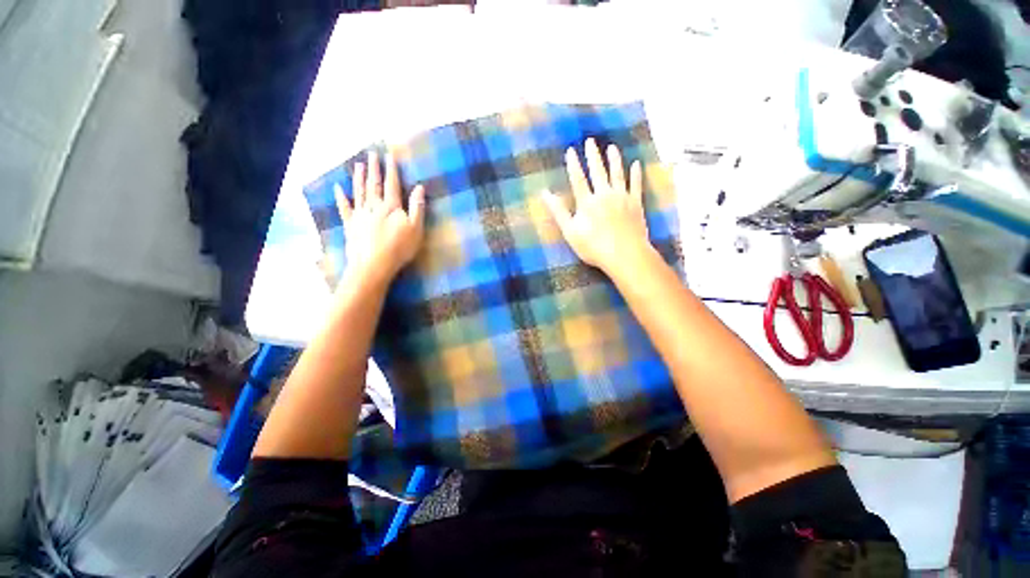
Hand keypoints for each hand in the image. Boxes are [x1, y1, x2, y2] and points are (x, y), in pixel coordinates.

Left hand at [335, 150, 425, 285]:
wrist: (374, 264)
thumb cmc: (399, 247)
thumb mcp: (416, 228)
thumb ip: (417, 207)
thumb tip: (419, 187)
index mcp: (391, 206)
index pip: (392, 184)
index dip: (391, 169)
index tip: (389, 155)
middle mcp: (374, 206)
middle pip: (374, 184)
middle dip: (374, 168)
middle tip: (372, 154)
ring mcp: (360, 214)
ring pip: (359, 192)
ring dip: (359, 178)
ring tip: (359, 165)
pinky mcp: (351, 225)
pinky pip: (345, 208)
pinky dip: (341, 197)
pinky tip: (337, 188)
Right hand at [542, 138, 652, 273]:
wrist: (625, 254)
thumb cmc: (594, 246)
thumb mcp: (570, 232)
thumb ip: (559, 211)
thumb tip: (544, 194)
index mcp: (587, 202)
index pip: (578, 179)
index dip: (574, 164)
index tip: (571, 150)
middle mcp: (604, 195)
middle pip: (598, 171)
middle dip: (593, 156)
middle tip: (591, 141)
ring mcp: (622, 198)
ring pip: (617, 174)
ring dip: (614, 159)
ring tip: (611, 147)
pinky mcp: (635, 204)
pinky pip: (636, 185)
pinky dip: (636, 174)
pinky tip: (636, 164)